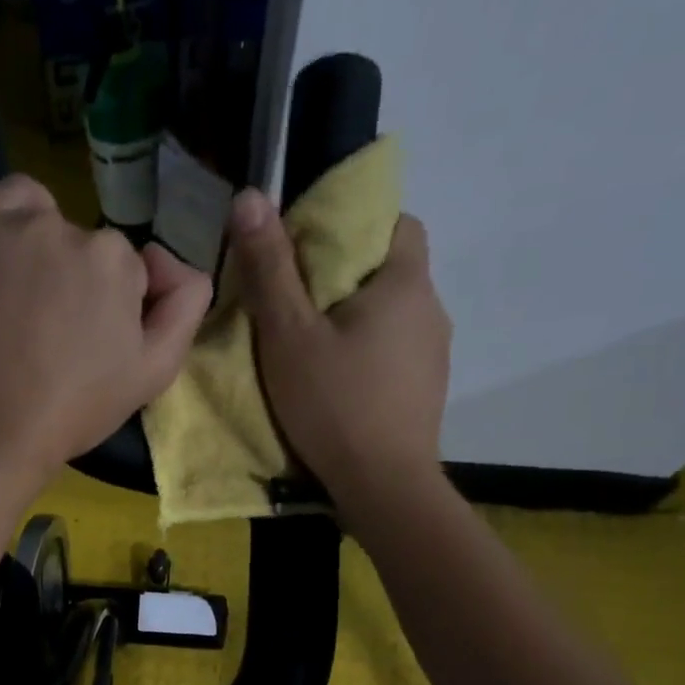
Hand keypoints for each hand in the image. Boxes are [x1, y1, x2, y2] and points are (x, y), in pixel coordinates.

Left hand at [0, 175, 211, 487]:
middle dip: (79, 284)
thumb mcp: (153, 372)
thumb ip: (184, 306)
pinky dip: (11, 224)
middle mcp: (67, 229)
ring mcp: (12, 229)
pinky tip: (5, 267)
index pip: (126, 270)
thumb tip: (171, 261)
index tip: (91, 348)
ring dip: (45, 256)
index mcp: (116, 260)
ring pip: (46, 225)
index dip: (113, 309)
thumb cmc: (74, 410)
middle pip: (86, 247)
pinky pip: (4, 203)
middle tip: (53, 337)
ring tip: (24, 309)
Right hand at [228, 189, 450, 497]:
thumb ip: (270, 270)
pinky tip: (337, 385)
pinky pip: (395, 354)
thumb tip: (250, 196)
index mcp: (405, 282)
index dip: (353, 226)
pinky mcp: (426, 391)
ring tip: (311, 349)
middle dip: (345, 277)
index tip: (309, 252)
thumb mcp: (288, 336)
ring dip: (355, 320)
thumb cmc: (334, 404)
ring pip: (391, 316)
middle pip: (390, 270)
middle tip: (295, 304)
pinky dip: (367, 355)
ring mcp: (434, 354)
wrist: (383, 487)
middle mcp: (431, 309)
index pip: (395, 222)